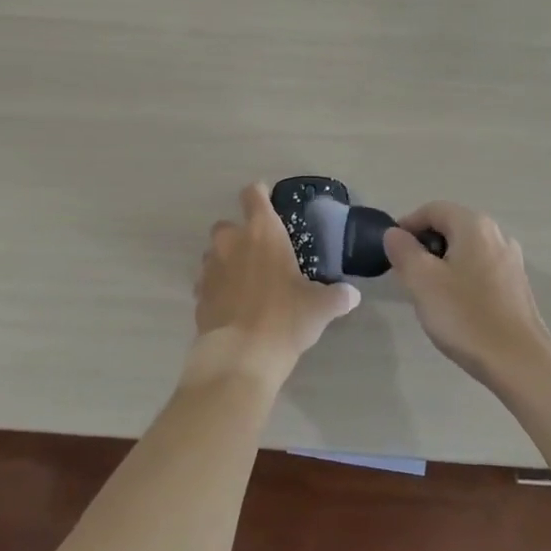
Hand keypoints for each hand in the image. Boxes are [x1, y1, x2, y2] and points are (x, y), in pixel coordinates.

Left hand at [190, 182, 361, 384]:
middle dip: (240, 235)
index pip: (253, 195)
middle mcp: (231, 242)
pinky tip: (233, 306)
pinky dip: (218, 289)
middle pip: (227, 225)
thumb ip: (337, 296)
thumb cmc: (285, 318)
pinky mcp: (198, 295)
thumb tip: (351, 295)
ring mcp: (210, 268)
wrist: (242, 355)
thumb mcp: (320, 307)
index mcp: (262, 232)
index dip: (259, 195)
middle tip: (260, 254)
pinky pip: (207, 283)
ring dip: (227, 262)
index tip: (267, 202)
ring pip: (214, 254)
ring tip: (246, 283)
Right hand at [384, 202, 550, 391]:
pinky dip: (461, 277)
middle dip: (424, 246)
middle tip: (407, 275)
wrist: (519, 363)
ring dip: (442, 263)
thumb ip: (403, 250)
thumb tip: (395, 233)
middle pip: (450, 227)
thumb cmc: (465, 317)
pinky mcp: (516, 285)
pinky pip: (480, 269)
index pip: (432, 209)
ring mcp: (511, 260)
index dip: (407, 225)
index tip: (392, 252)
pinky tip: (455, 306)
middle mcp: (497, 235)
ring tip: (428, 293)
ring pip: (465, 250)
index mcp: (474, 226)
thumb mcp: (422, 281)